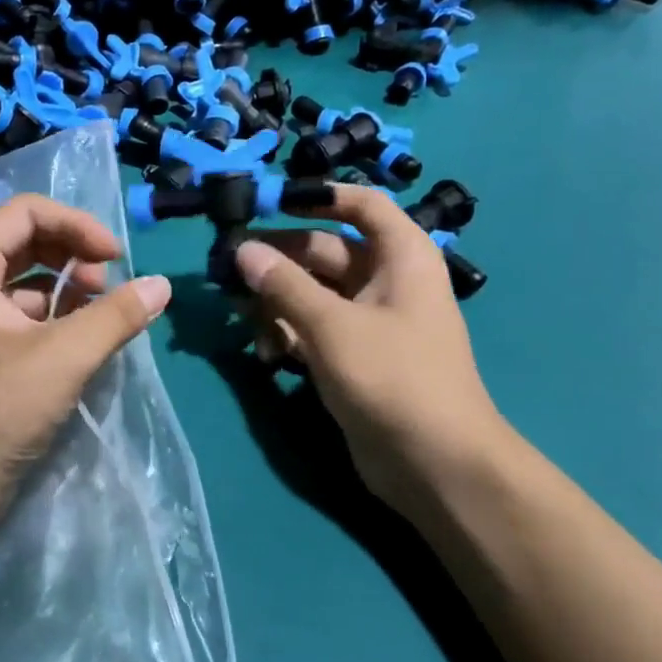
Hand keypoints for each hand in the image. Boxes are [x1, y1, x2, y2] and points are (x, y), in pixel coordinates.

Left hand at [0, 194, 172, 511]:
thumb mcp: (64, 356)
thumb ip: (116, 315)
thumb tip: (162, 286)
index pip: (27, 211)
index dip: (77, 225)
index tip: (116, 258)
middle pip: (26, 240)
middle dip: (73, 254)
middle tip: (109, 286)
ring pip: (25, 279)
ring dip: (67, 287)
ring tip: (101, 315)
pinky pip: (21, 312)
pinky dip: (55, 316)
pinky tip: (81, 339)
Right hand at [233, 184, 507, 511]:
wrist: (434, 463)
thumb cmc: (393, 378)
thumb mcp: (333, 325)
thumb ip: (284, 285)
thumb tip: (243, 250)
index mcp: (401, 258)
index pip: (362, 205)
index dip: (319, 197)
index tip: (270, 202)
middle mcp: (386, 282)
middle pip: (325, 252)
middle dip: (278, 260)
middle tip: (227, 269)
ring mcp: (369, 323)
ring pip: (313, 294)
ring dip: (276, 302)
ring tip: (238, 317)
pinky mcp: (353, 358)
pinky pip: (314, 330)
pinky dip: (288, 335)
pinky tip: (265, 354)